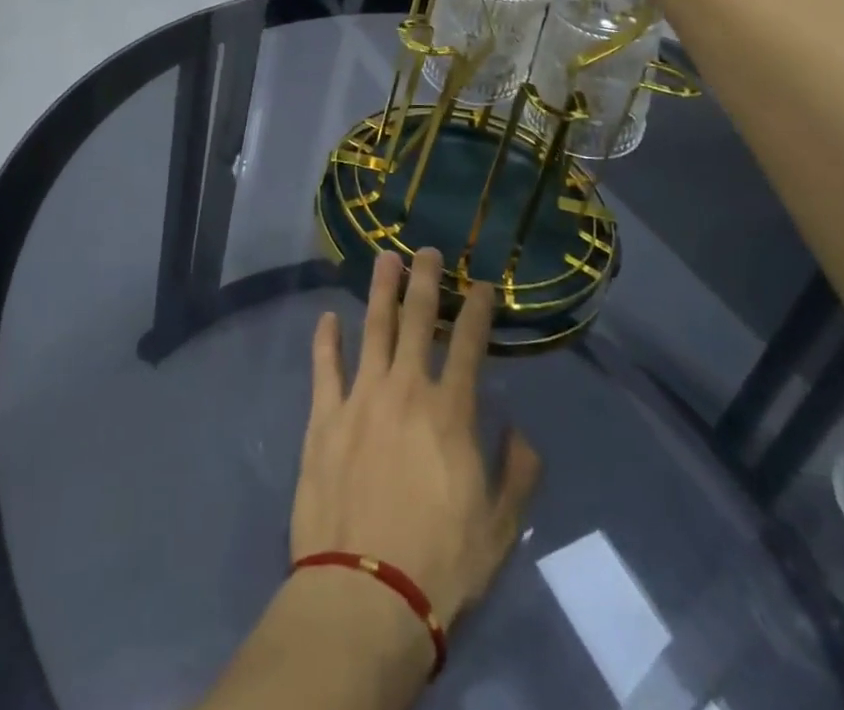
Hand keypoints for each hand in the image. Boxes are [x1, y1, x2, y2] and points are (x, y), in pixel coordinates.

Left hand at [292, 249, 541, 628]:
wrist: (365, 593)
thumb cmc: (440, 563)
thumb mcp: (500, 527)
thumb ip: (517, 472)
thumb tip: (519, 430)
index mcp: (450, 411)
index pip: (468, 344)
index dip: (476, 309)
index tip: (480, 284)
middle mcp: (405, 390)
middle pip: (416, 320)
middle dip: (424, 281)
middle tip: (426, 250)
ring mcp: (360, 398)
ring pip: (372, 329)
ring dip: (380, 291)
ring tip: (384, 259)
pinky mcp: (324, 418)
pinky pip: (325, 367)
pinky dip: (326, 340)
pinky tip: (327, 317)